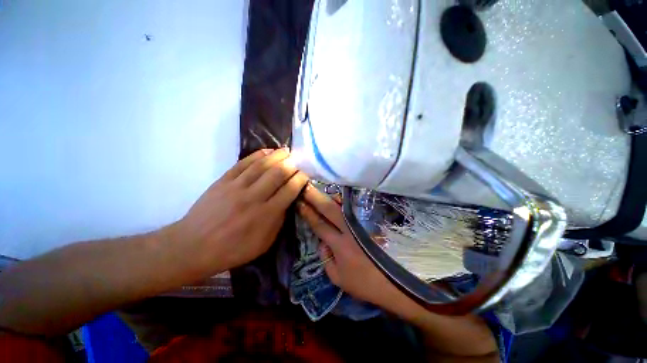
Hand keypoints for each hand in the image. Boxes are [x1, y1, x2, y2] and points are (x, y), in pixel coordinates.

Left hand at [172, 149, 308, 273]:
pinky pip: (243, 163)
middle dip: (292, 164)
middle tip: (298, 160)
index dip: (300, 179)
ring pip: (261, 165)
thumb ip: (279, 221)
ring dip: (277, 155)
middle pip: (278, 173)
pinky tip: (267, 152)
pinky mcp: (223, 181)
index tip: (305, 174)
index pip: (289, 190)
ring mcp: (236, 187)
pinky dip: (257, 155)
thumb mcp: (264, 243)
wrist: (194, 246)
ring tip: (286, 151)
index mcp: (266, 214)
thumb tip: (288, 202)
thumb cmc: (233, 249)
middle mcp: (253, 197)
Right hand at [297, 186, 401, 307]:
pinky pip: (355, 209)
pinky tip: (340, 197)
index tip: (299, 201)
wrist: (394, 282)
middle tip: (306, 186)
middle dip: (315, 197)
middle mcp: (349, 230)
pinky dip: (345, 202)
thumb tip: (322, 241)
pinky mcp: (371, 223)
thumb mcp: (338, 278)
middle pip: (329, 209)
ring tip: (321, 188)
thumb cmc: (363, 283)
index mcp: (339, 244)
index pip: (319, 224)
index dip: (308, 212)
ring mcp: (361, 225)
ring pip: (343, 206)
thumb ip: (326, 259)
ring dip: (331, 196)